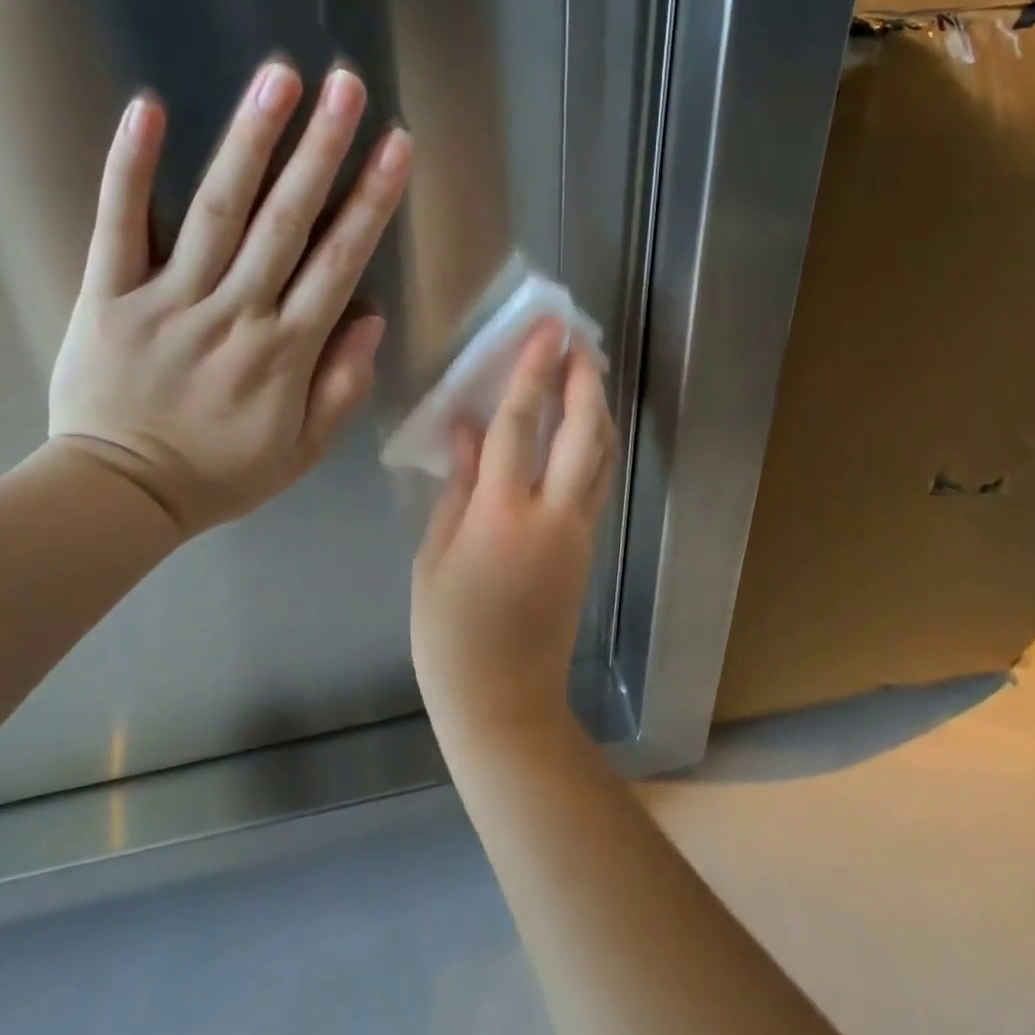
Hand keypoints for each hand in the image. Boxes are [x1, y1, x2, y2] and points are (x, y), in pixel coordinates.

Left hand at [48, 61, 412, 536]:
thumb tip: (372, 316)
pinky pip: (117, 224)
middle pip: (286, 222)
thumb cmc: (219, 474)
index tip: (396, 146)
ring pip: (216, 211)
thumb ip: (342, 385)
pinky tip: (149, 108)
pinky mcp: (106, 295)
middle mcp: (234, 314)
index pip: (339, 263)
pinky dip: (131, 167)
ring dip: (251, 141)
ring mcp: (167, 299)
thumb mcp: (302, 450)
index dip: (370, 201)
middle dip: (322, 150)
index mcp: (285, 353)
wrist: (116, 496)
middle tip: (347, 85)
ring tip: (280, 78)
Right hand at [411, 323, 615, 743]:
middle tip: (578, 341)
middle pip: (581, 432)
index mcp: (500, 516)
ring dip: (597, 407)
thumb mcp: (433, 559)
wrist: (505, 702)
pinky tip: (583, 427)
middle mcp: (551, 515)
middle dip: (583, 380)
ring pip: (601, 455)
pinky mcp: (588, 546)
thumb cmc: (450, 635)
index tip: (547, 332)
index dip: (532, 373)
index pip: (519, 426)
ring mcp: (578, 531)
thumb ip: (455, 488)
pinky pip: (597, 480)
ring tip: (586, 372)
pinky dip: (595, 443)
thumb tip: (465, 430)